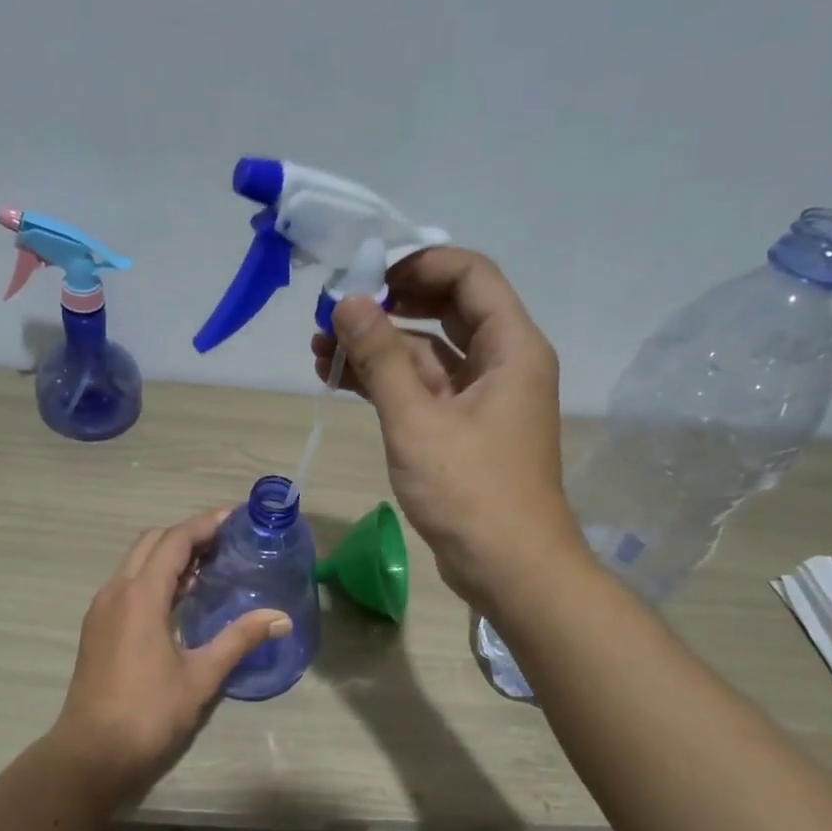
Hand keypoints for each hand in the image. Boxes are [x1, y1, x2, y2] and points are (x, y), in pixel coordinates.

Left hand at [49, 510, 290, 804]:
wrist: (91, 754)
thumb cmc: (148, 714)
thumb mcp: (201, 676)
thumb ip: (240, 639)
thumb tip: (281, 618)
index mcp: (140, 595)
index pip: (175, 541)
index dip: (206, 524)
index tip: (236, 517)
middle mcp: (116, 591)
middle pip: (152, 542)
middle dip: (188, 534)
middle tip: (226, 542)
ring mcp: (102, 609)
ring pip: (136, 562)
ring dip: (169, 555)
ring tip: (210, 565)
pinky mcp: (97, 627)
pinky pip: (128, 584)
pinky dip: (155, 576)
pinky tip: (181, 598)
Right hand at [311, 247, 585, 609]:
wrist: (509, 568)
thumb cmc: (470, 491)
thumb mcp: (417, 420)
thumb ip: (381, 357)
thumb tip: (346, 302)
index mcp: (511, 347)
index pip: (469, 275)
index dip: (418, 263)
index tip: (365, 273)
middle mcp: (502, 363)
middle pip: (446, 310)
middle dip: (388, 305)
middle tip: (335, 310)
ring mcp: (482, 399)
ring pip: (427, 354)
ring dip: (378, 348)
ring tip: (319, 348)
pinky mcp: (462, 430)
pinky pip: (423, 390)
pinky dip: (386, 383)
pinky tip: (340, 380)